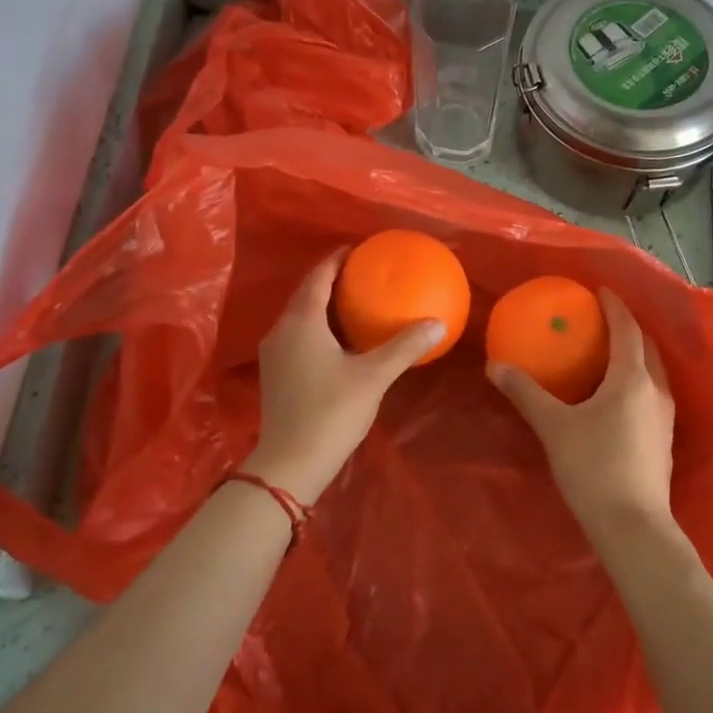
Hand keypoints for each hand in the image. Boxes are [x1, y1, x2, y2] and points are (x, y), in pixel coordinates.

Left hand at [242, 252, 444, 504]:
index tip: (358, 249)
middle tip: (362, 274)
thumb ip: (404, 347)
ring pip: (300, 317)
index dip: (336, 260)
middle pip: (306, 294)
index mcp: (302, 322)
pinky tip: (339, 341)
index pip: (318, 277)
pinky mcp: (275, 374)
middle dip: (331, 281)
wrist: (290, 462)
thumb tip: (438, 323)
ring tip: (354, 302)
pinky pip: (298, 336)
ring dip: (324, 306)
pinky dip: (318, 328)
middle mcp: (281, 330)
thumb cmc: (331, 412)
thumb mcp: (373, 377)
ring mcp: (274, 354)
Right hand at [488, 289, 676, 536]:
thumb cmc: (592, 467)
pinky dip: (637, 380)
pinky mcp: (664, 440)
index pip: (627, 329)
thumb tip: (495, 366)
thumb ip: (525, 393)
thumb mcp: (553, 426)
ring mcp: (665, 417)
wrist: (632, 524)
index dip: (615, 307)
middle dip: (628, 328)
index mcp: (631, 378)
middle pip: (646, 347)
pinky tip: (618, 396)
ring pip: (654, 372)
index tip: (600, 291)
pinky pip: (652, 394)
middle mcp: (655, 391)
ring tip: (611, 352)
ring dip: (636, 355)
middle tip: (604, 320)